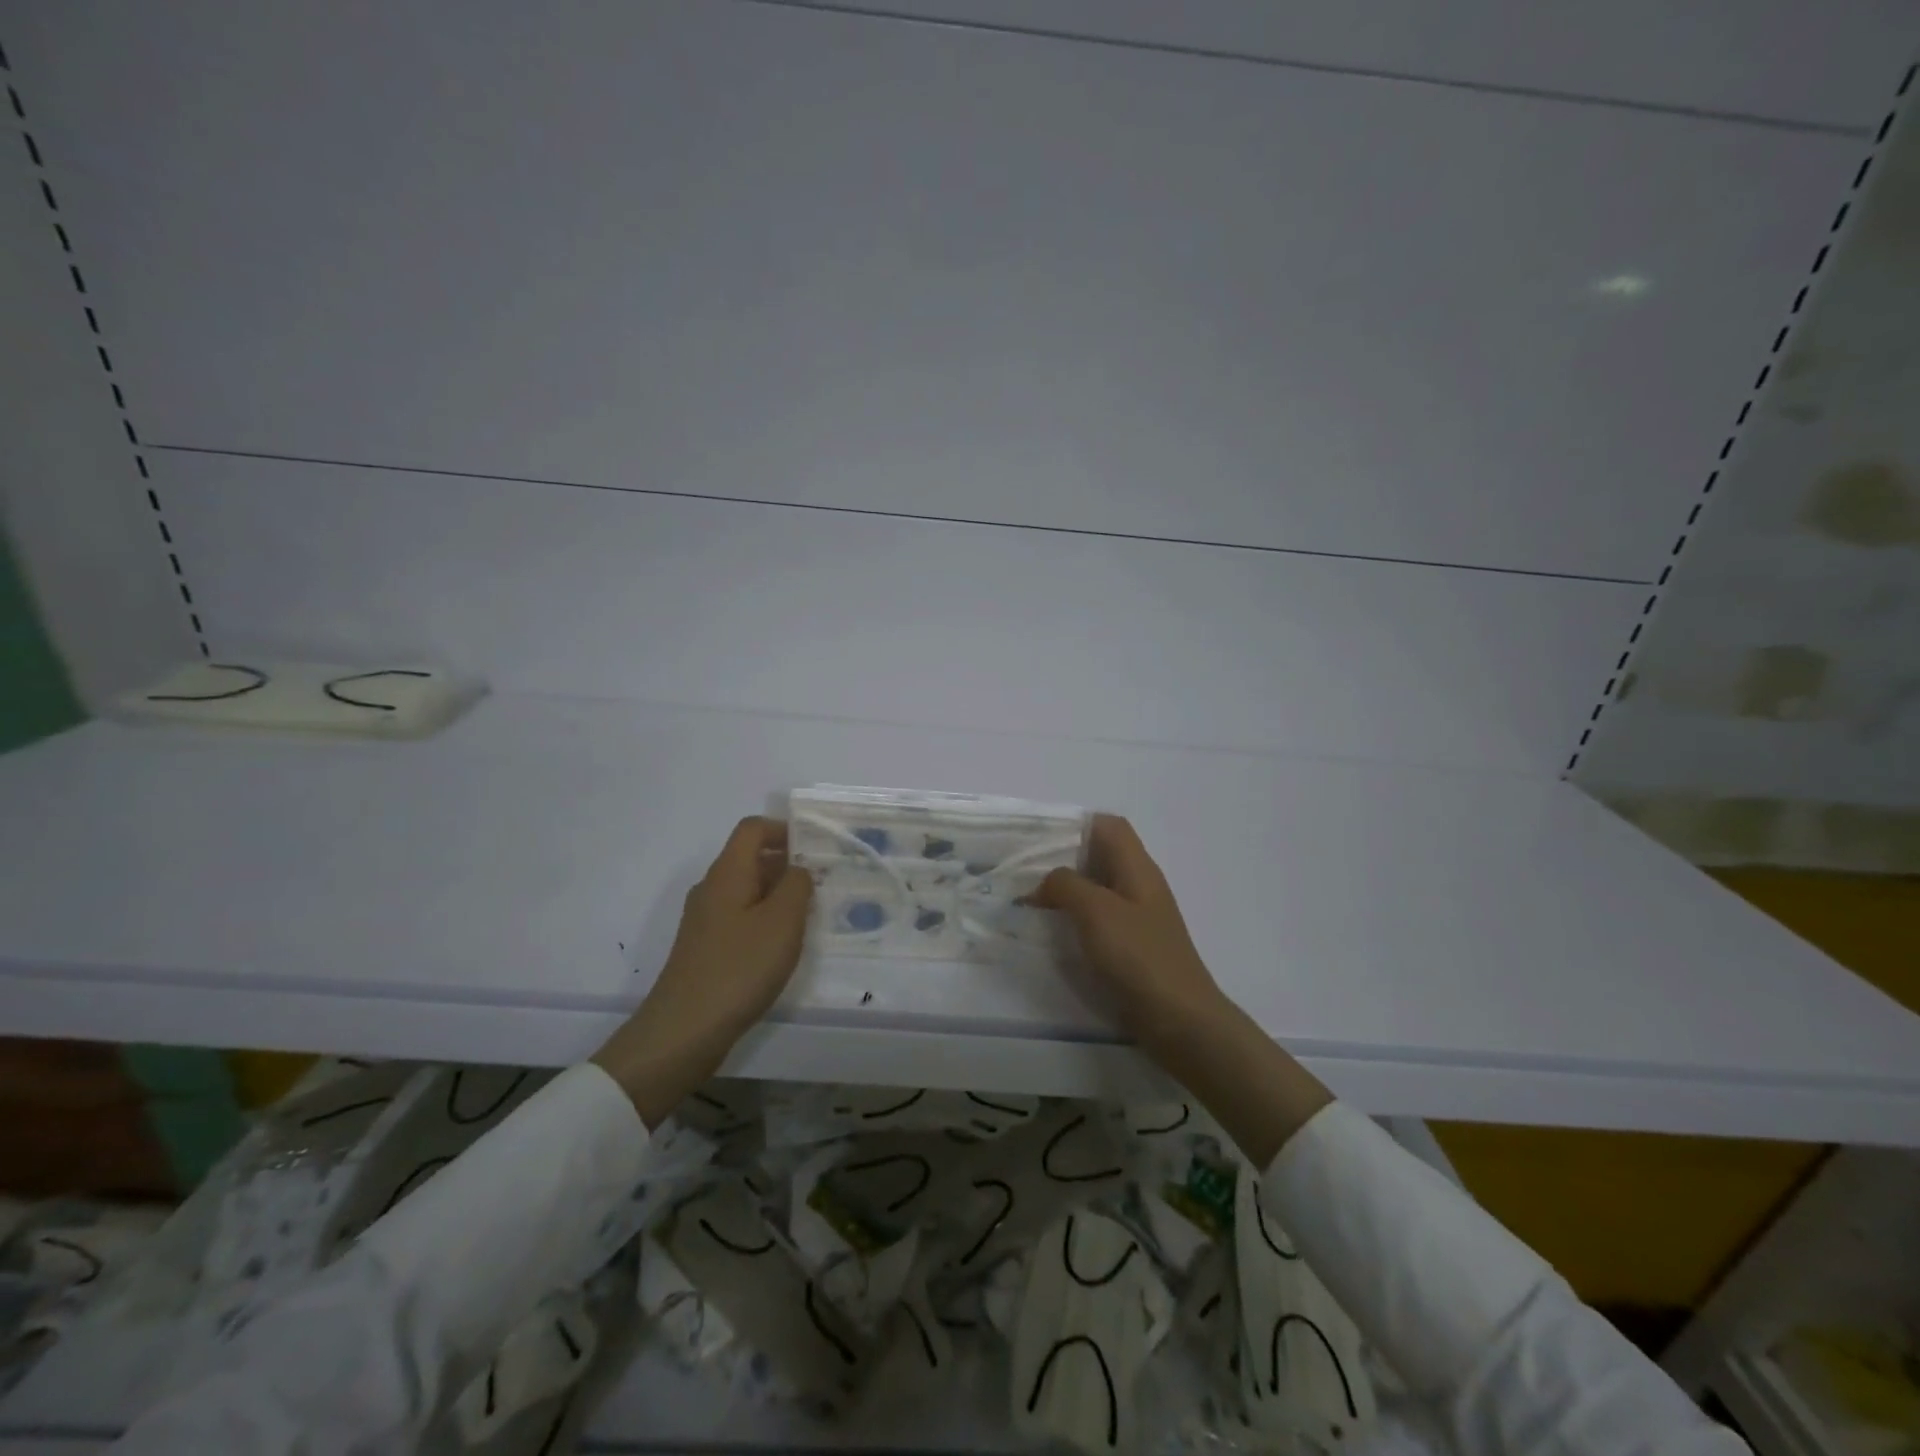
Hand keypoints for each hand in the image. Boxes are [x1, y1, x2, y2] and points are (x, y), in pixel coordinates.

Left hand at [593, 816, 812, 1125]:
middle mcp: (712, 888)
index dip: (785, 829)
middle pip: (750, 858)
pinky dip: (765, 919)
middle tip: (823, 882)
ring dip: (779, 894)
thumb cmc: (739, 967)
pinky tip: (783, 946)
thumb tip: (798, 870)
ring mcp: (705, 920)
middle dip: (788, 863)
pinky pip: (740, 917)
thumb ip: (797, 885)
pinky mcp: (706, 948)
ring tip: (810, 915)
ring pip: (747, 890)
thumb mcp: (783, 921)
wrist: (684, 1030)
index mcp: (728, 873)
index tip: (816, 847)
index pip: (753, 828)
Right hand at [1031, 814, 1330, 1165]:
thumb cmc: (1139, 957)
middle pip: (1101, 856)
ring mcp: (1138, 918)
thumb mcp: (1096, 911)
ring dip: (1066, 890)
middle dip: (1063, 858)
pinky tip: (1053, 931)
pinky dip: (1075, 918)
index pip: (1110, 826)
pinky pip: (1100, 920)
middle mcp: (1139, 886)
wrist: (1180, 1021)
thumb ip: (1065, 885)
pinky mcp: (1132, 947)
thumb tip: (1043, 882)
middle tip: (1025, 869)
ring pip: (1098, 888)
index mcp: (1138, 868)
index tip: (1039, 837)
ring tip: (1030, 898)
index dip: (1077, 824)